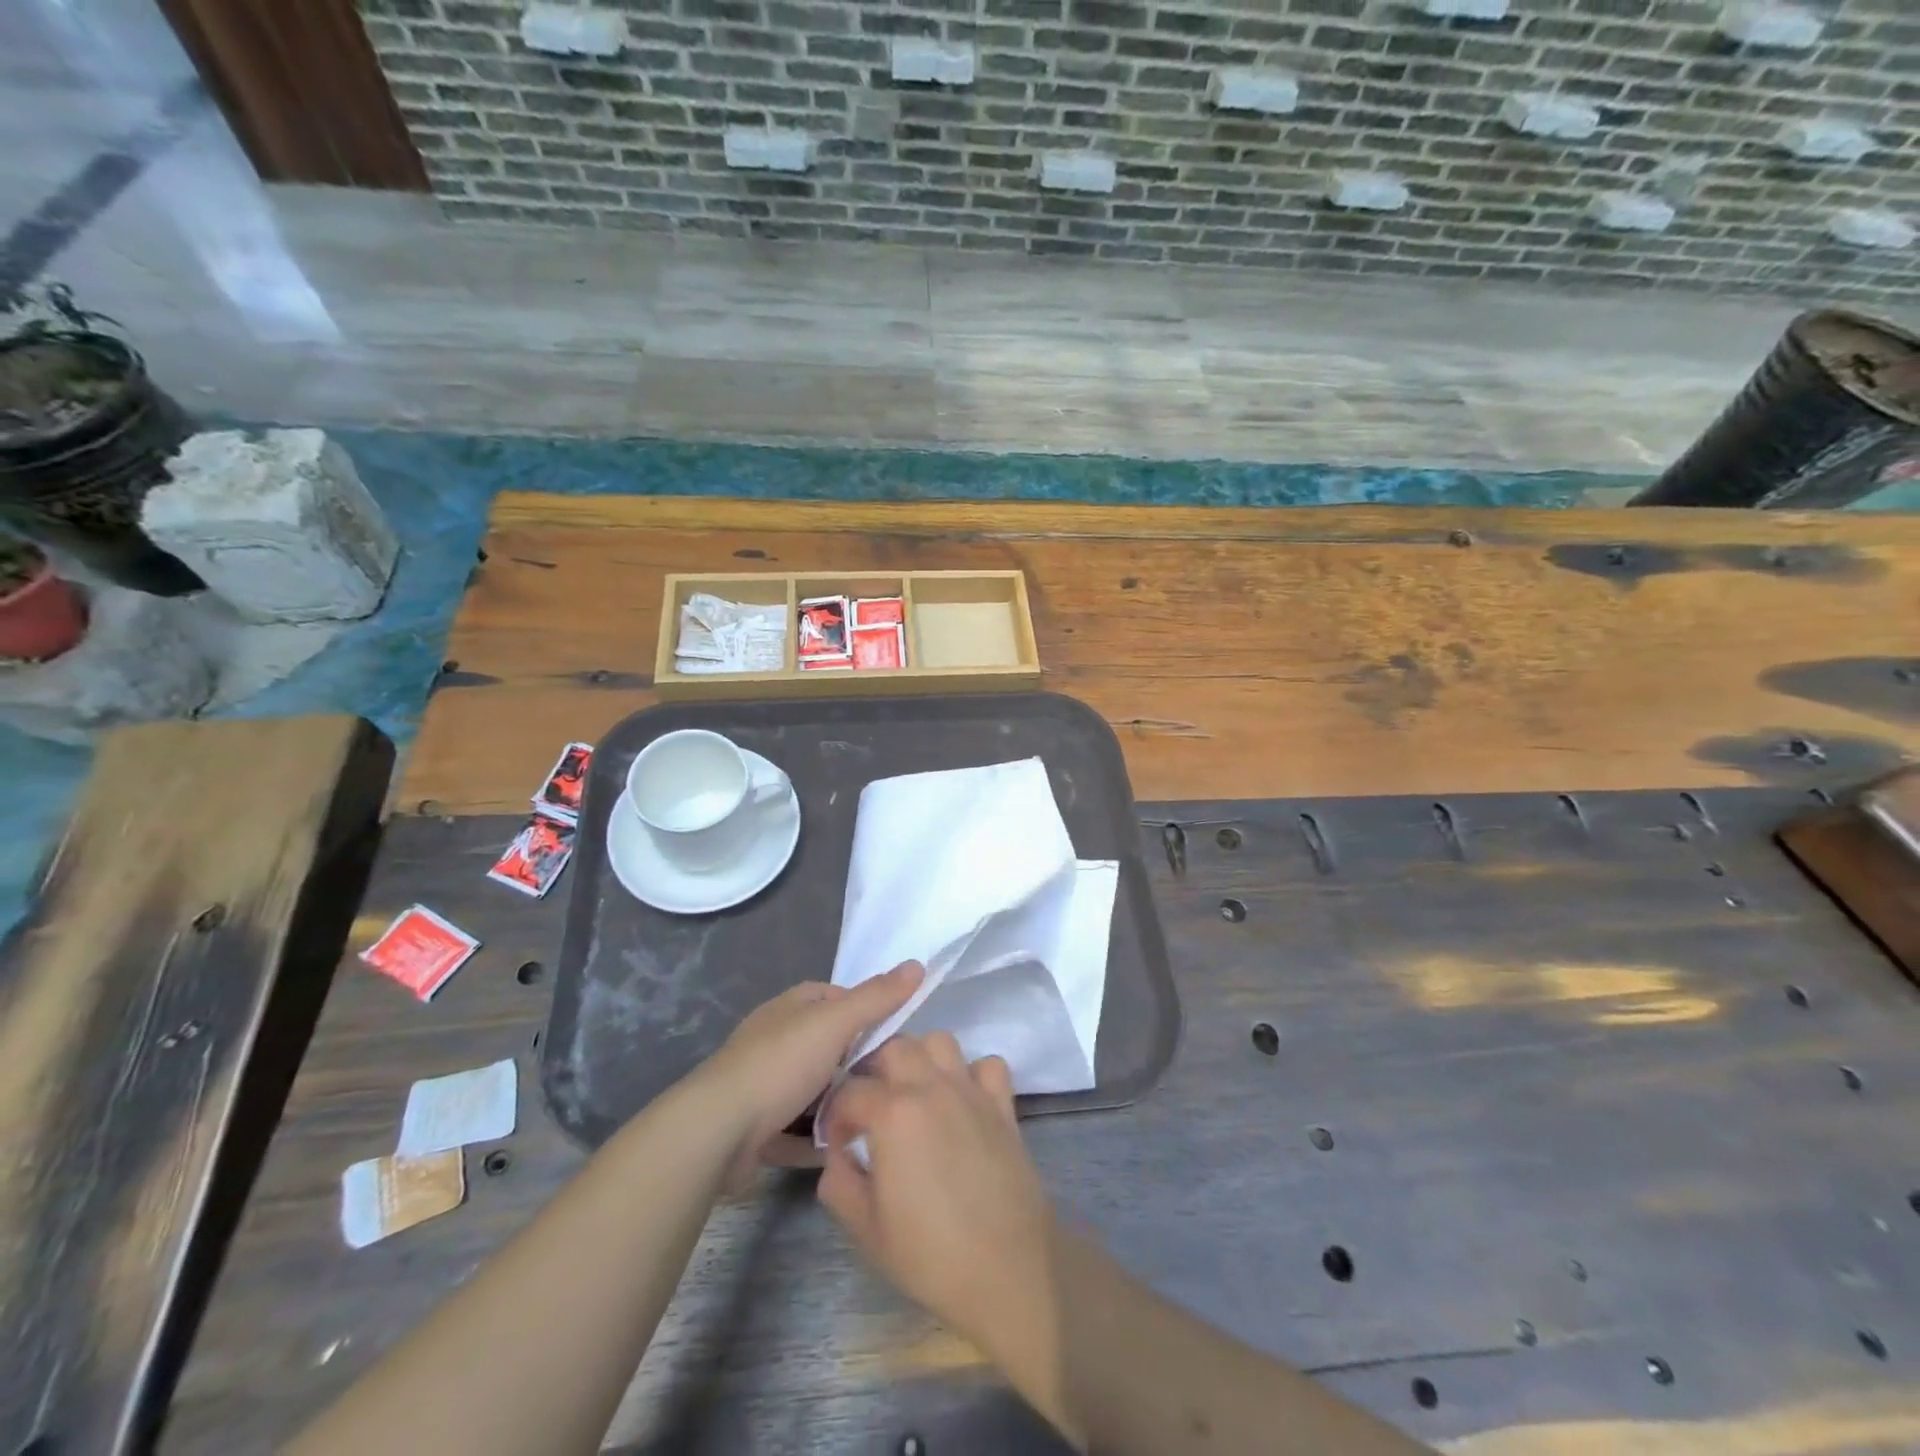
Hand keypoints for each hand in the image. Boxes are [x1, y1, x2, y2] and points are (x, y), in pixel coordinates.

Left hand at [695, 962, 922, 1187]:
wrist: (717, 1131)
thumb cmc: (780, 1065)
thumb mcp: (835, 1023)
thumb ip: (877, 997)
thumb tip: (917, 963)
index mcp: (792, 1007)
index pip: (839, 999)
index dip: (867, 1014)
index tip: (895, 1040)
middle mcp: (776, 1039)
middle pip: (829, 1048)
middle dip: (855, 1066)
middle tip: (888, 1085)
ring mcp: (764, 1084)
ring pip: (814, 1091)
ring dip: (838, 1105)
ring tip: (872, 1120)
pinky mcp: (756, 1127)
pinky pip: (797, 1129)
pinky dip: (816, 1138)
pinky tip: (842, 1150)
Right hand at [818, 1035, 1066, 1428]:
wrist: (1007, 1267)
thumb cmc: (931, 1253)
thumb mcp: (867, 1229)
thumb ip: (839, 1183)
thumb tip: (838, 1155)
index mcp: (892, 1114)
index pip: (850, 1091)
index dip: (836, 1114)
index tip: (838, 1141)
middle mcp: (930, 1088)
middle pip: (895, 1047)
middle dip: (875, 1070)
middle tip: (871, 1105)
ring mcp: (970, 1091)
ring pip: (940, 1041)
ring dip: (922, 1058)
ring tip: (914, 1092)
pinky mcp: (1002, 1104)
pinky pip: (988, 1065)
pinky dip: (973, 1073)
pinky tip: (963, 1100)